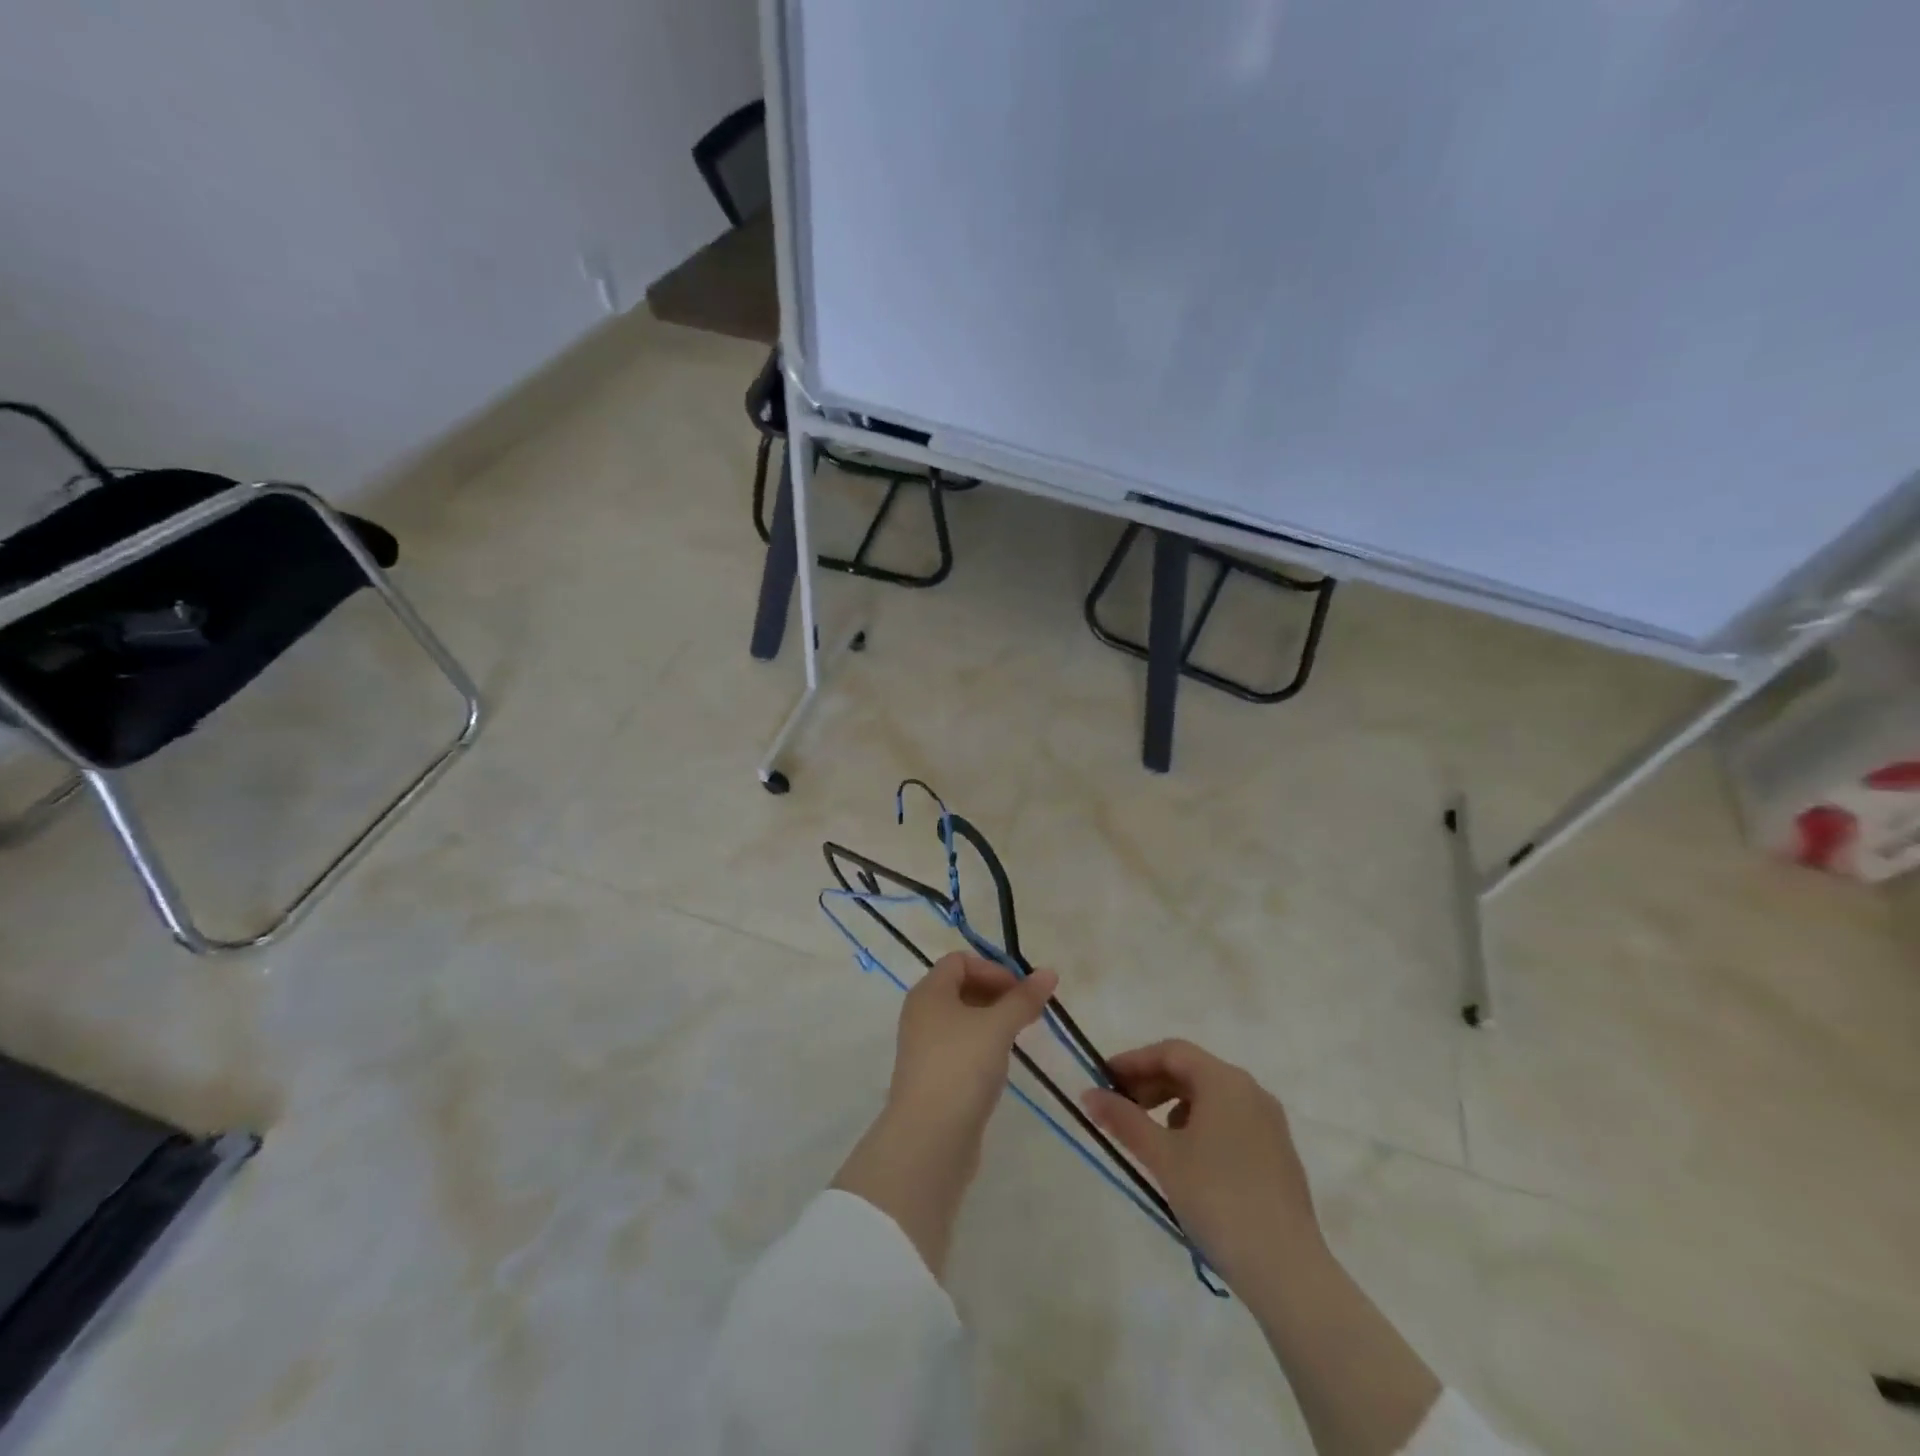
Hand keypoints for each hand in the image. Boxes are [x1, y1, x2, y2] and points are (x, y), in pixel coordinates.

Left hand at [889, 952, 1058, 1138]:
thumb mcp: (998, 1026)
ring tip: (1021, 1035)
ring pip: (962, 1020)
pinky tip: (1001, 1062)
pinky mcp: (933, 1076)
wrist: (929, 1138)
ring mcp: (925, 1047)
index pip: (960, 961)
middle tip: (1029, 1012)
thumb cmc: (961, 1067)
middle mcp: (921, 1014)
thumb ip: (1024, 999)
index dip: (993, 969)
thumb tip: (1049, 972)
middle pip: (961, 988)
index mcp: (929, 992)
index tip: (1022, 991)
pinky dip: (983, 1045)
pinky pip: (961, 1046)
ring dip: (993, 1020)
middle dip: (997, 994)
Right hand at [1088, 1041, 1446, 1455]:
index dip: (1133, 1061)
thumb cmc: (1217, 1199)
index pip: (1171, 1051)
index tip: (1103, 1079)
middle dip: (1151, 1083)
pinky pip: (1229, 1120)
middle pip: (1191, 1070)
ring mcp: (1269, 1122)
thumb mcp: (1162, 1156)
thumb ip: (1123, 1119)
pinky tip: (1185, 1158)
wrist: (1286, 1269)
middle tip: (1119, 1107)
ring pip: (1210, 1096)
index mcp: (1224, 1081)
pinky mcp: (1277, 1152)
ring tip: (1148, 1135)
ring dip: (1173, 1104)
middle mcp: (1251, 1090)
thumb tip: (1088, 1095)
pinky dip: (1199, 1124)